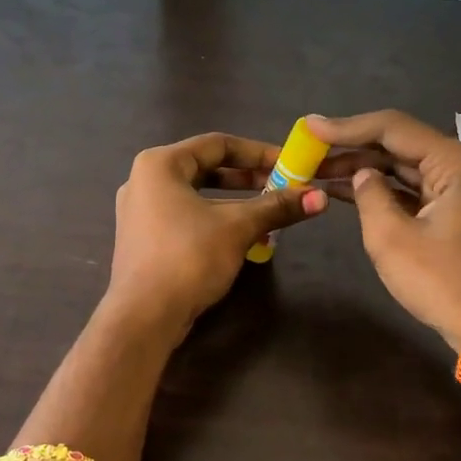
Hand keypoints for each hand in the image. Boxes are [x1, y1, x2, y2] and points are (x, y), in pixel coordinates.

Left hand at [106, 133, 327, 341]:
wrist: (144, 316)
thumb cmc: (188, 257)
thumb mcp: (238, 227)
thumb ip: (276, 207)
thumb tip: (321, 197)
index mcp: (159, 164)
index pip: (217, 144)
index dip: (258, 152)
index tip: (289, 165)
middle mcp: (143, 181)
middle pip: (205, 168)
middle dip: (247, 179)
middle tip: (282, 187)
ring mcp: (139, 213)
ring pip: (196, 196)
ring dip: (234, 203)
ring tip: (268, 214)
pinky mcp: (144, 240)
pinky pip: (185, 218)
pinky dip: (214, 221)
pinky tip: (241, 238)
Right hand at [307, 111, 460, 347]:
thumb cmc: (440, 281)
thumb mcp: (391, 237)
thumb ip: (369, 195)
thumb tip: (361, 176)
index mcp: (455, 163)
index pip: (393, 129)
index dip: (346, 127)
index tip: (308, 126)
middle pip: (399, 146)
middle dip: (352, 149)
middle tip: (308, 152)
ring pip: (404, 168)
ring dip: (363, 170)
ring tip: (318, 171)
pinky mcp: (455, 212)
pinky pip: (412, 190)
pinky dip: (382, 190)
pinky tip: (346, 191)